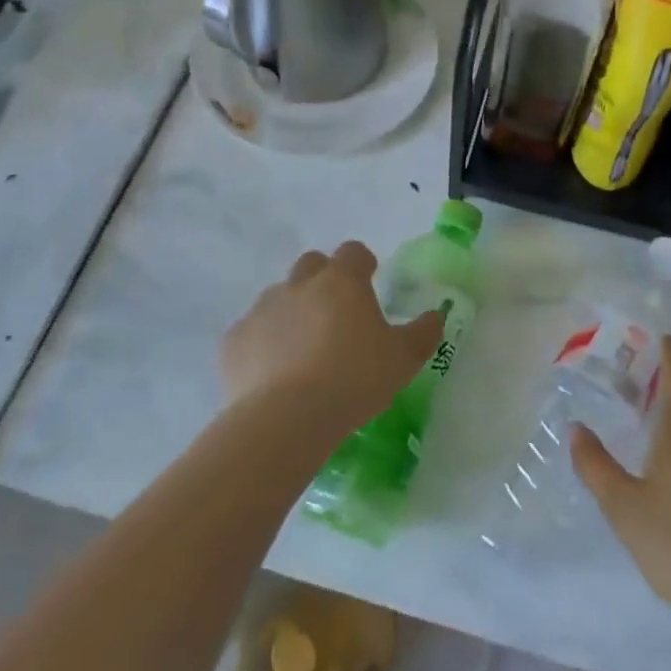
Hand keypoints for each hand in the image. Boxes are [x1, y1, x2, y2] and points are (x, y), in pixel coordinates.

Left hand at [219, 242, 444, 434]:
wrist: (286, 418)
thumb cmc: (354, 379)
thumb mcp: (404, 359)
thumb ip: (424, 332)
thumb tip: (436, 315)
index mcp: (342, 282)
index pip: (353, 252)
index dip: (362, 263)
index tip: (370, 280)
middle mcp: (299, 285)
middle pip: (311, 265)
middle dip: (324, 280)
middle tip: (337, 314)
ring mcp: (262, 309)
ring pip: (279, 297)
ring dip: (293, 312)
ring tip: (304, 351)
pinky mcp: (234, 340)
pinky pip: (252, 332)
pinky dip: (264, 344)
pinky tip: (273, 374)